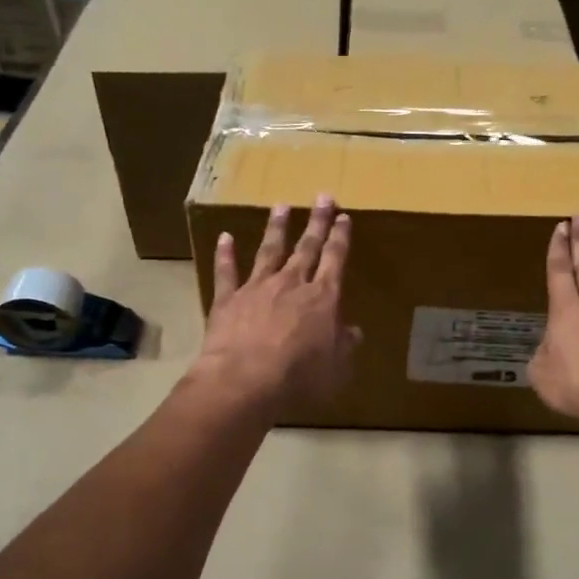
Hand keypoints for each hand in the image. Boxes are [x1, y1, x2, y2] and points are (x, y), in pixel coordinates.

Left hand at [192, 195, 361, 415]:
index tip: (344, 217)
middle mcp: (292, 284)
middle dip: (317, 222)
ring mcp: (257, 287)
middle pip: (307, 247)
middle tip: (323, 197)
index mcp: (323, 298)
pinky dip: (225, 254)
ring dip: (277, 228)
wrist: (244, 381)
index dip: (341, 237)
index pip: (336, 259)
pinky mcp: (228, 299)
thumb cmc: (299, 378)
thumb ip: (344, 347)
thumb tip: (354, 332)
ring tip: (281, 206)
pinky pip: (226, 271)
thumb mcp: (336, 368)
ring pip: (270, 250)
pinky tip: (224, 237)